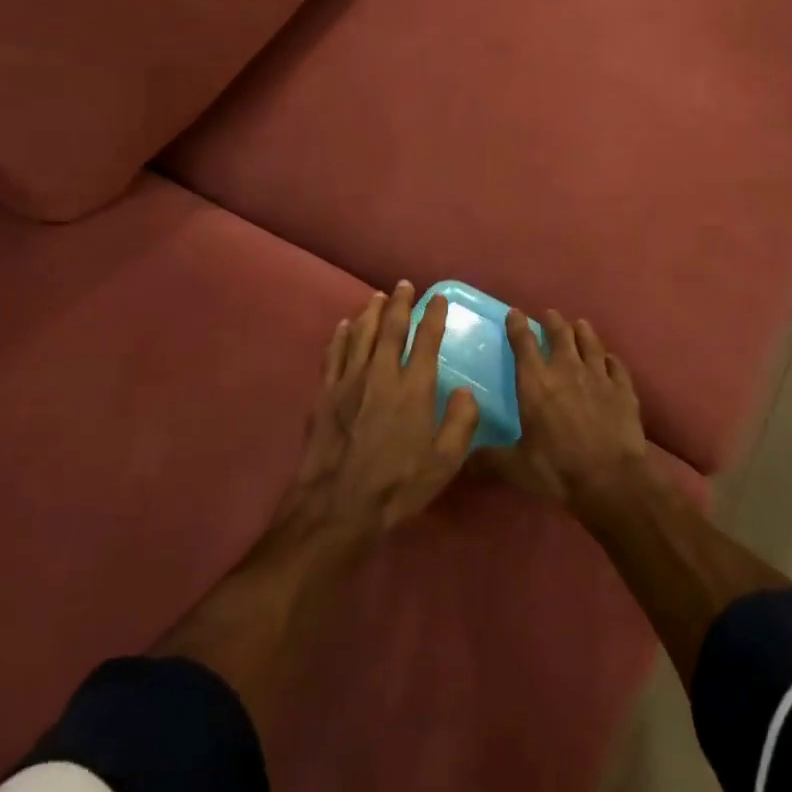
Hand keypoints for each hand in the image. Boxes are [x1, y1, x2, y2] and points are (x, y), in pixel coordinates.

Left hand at [282, 281, 480, 536]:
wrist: (338, 506)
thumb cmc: (397, 486)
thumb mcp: (444, 463)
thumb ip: (461, 423)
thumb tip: (467, 391)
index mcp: (414, 388)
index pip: (426, 341)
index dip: (433, 316)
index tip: (438, 298)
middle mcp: (382, 374)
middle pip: (391, 328)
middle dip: (400, 303)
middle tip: (404, 285)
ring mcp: (349, 381)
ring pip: (361, 335)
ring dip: (371, 312)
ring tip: (378, 296)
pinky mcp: (325, 394)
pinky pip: (334, 354)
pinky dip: (341, 336)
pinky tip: (345, 326)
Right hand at [491, 308, 650, 521]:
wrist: (611, 480)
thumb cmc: (558, 470)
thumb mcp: (516, 468)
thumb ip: (490, 460)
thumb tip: (465, 461)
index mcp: (536, 383)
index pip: (524, 344)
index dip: (517, 325)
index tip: (515, 312)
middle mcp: (566, 370)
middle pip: (560, 334)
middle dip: (552, 321)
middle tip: (549, 314)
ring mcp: (598, 376)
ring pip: (590, 343)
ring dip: (583, 331)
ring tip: (579, 324)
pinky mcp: (623, 388)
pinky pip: (615, 365)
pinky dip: (610, 359)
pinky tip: (608, 359)